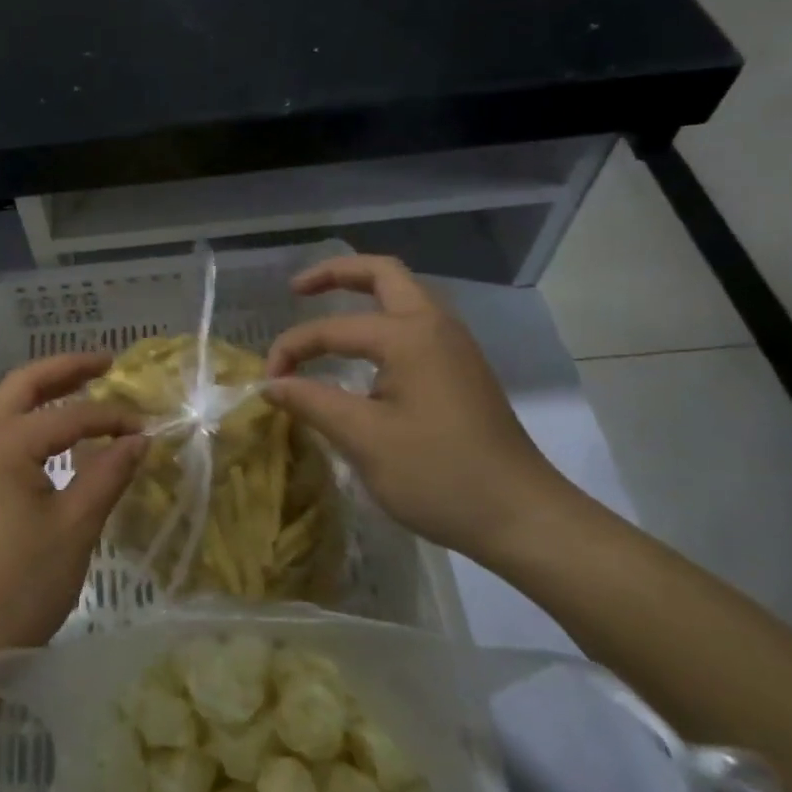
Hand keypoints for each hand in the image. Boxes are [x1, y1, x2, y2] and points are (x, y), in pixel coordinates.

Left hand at [0, 353, 146, 662]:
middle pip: (21, 386)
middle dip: (64, 370)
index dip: (110, 416)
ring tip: (79, 395)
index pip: (67, 414)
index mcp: (1, 444)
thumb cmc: (18, 587)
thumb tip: (137, 439)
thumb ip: (107, 474)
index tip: (145, 426)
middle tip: (105, 364)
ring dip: (39, 397)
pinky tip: (45, 446)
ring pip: (0, 410)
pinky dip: (21, 427)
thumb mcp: (74, 529)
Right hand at [264, 255, 584, 560]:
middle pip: (383, 274)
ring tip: (324, 312)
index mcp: (410, 336)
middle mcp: (435, 327)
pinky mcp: (461, 371)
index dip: (292, 350)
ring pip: (404, 296)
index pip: (333, 328)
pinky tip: (362, 353)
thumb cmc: (440, 475)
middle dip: (335, 274)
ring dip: (363, 294)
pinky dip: (380, 321)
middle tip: (296, 290)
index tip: (267, 383)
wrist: (523, 518)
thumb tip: (270, 384)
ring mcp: (454, 347)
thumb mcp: (364, 439)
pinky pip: (414, 325)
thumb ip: (312, 402)